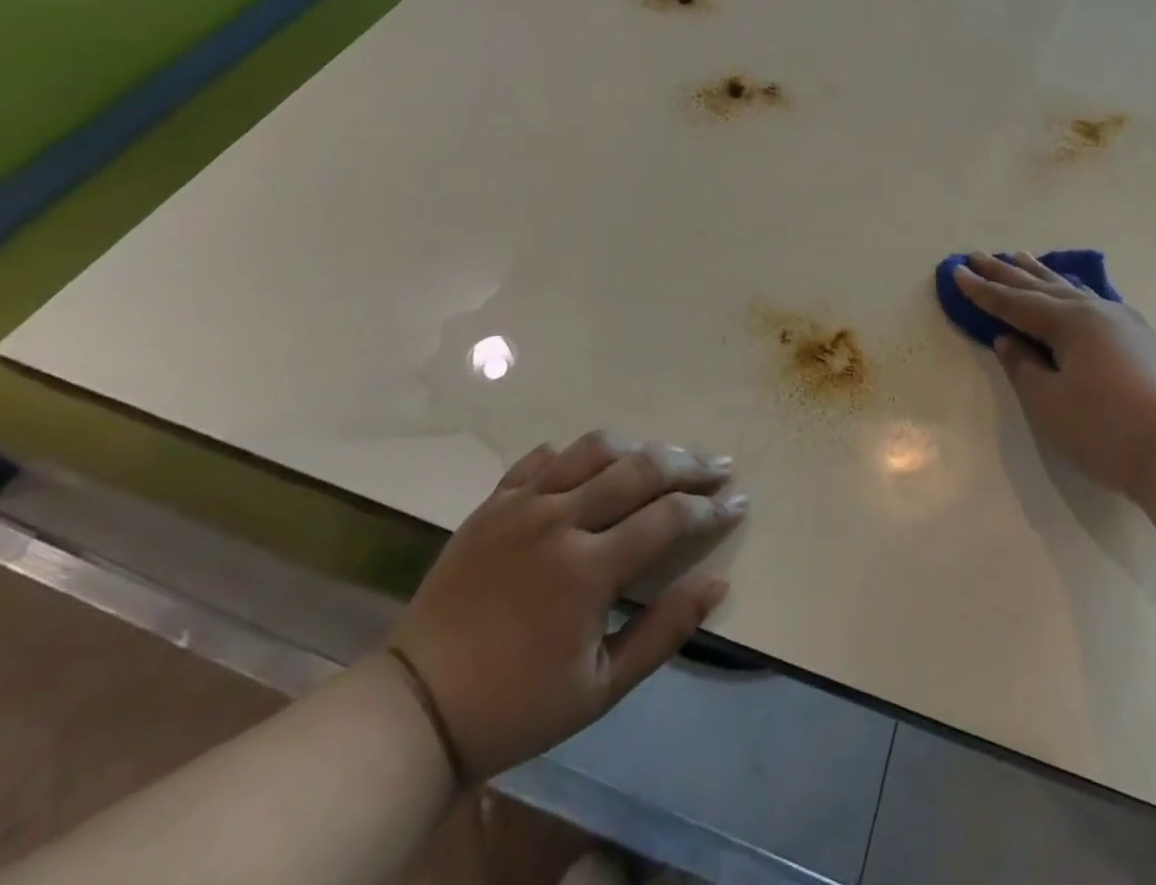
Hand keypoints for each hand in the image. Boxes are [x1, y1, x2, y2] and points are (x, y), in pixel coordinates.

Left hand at [386, 431, 746, 781]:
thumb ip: (665, 629)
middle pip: (639, 468)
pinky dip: (575, 454)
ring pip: (594, 448)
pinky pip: (542, 458)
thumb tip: (719, 582)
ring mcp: (521, 505)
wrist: (416, 709)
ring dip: (638, 447)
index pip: (668, 517)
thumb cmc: (517, 705)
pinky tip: (593, 464)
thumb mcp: (602, 687)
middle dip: (689, 463)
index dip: (711, 507)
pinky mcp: (492, 503)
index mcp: (587, 569)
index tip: (739, 502)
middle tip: (720, 466)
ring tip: (664, 456)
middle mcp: (558, 520)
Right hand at [953, 252, 1155, 498]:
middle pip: (1040, 286)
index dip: (983, 290)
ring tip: (1018, 256)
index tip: (956, 272)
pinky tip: (1069, 289)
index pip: (1015, 302)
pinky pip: (1091, 300)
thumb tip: (1008, 340)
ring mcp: (1122, 322)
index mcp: (1070, 321)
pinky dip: (1068, 290)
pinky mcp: (1141, 338)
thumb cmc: (1106, 429)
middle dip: (1006, 273)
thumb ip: (1023, 367)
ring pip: (1070, 288)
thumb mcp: (1050, 403)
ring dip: (1039, 274)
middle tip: (977, 255)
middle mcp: (1095, 310)